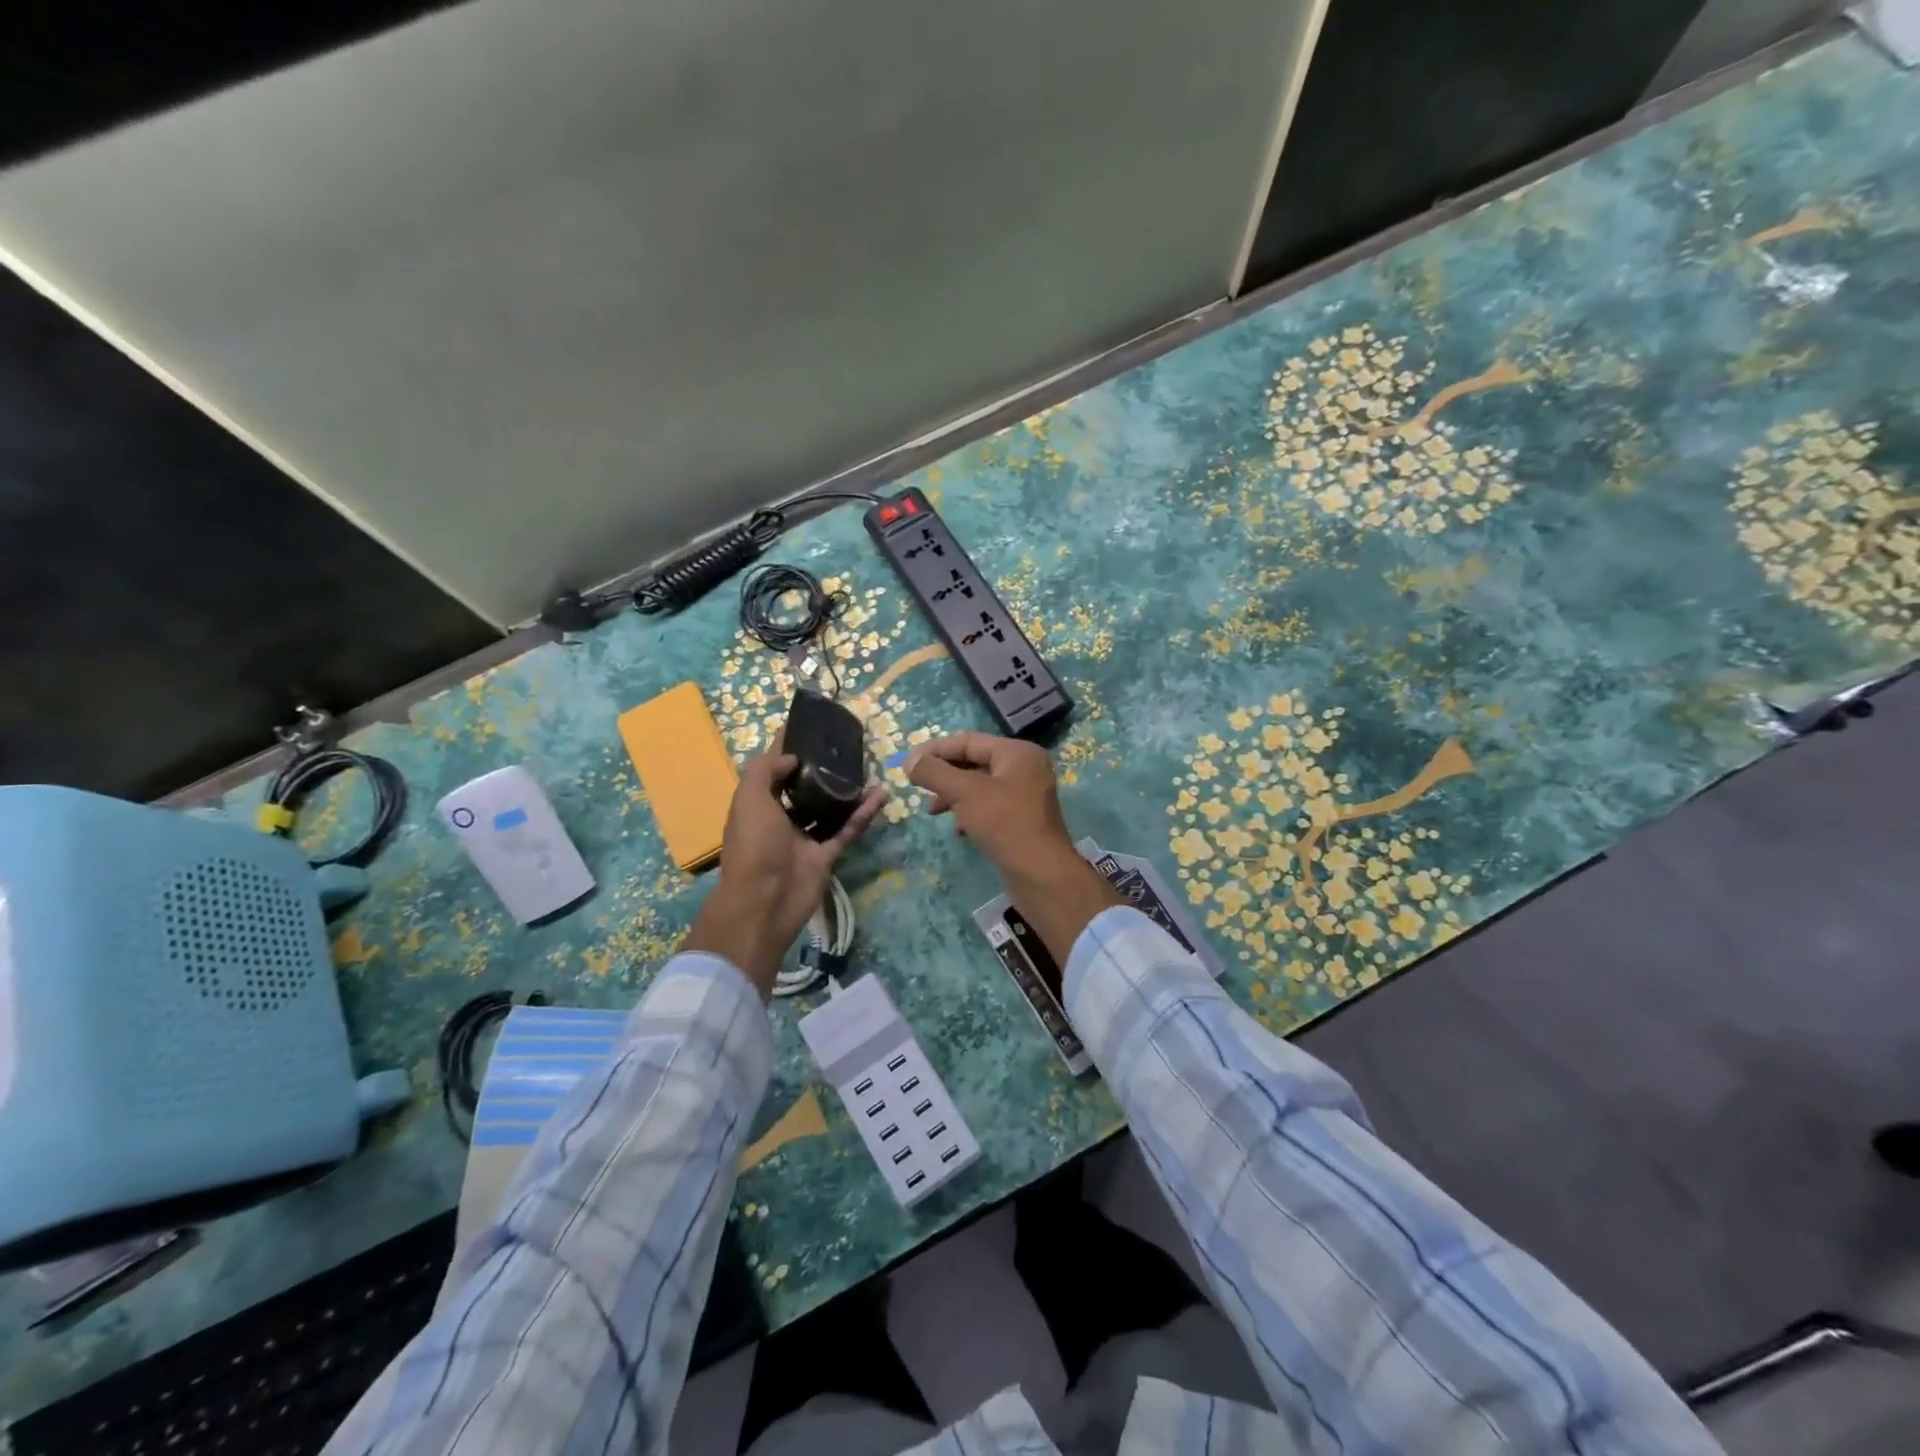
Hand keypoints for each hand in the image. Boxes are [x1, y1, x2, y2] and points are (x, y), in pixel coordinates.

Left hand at [683, 751, 886, 995]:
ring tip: (867, 767)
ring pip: (830, 809)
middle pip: (804, 788)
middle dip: (821, 769)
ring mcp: (805, 839)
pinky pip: (848, 830)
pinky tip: (882, 794)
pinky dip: (864, 813)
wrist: (765, 902)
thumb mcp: (749, 798)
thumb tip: (792, 757)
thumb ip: (766, 770)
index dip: (788, 748)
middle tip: (846, 747)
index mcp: (758, 805)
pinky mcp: (827, 855)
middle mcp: (781, 820)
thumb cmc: (753, 845)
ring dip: (847, 790)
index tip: (810, 727)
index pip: (773, 770)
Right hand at [906, 732, 1118, 964]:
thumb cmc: (1005, 823)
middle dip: (945, 775)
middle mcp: (1025, 768)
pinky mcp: (1023, 819)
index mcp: (1017, 752)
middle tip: (918, 788)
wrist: (1042, 874)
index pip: (968, 741)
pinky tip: (959, 830)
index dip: (936, 750)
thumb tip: (909, 760)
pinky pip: (990, 807)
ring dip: (954, 796)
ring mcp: (1026, 795)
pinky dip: (970, 813)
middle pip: (974, 762)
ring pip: (980, 786)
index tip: (908, 763)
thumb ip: (935, 773)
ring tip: (933, 811)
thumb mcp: (965, 792)